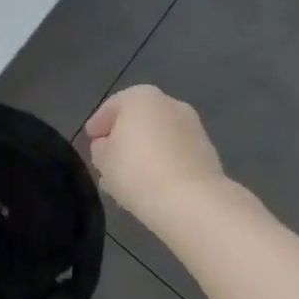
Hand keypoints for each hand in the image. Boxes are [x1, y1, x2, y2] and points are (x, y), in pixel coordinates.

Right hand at [84, 85, 231, 228]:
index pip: (110, 108)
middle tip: (110, 160)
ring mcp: (193, 127)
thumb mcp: (103, 159)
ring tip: (131, 178)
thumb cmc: (138, 170)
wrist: (194, 202)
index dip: (97, 126)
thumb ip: (100, 148)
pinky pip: (176, 154)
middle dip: (124, 138)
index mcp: (140, 97)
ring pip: (159, 137)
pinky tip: (152, 184)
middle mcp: (169, 103)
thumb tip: (108, 147)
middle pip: (137, 120)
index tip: (90, 143)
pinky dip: (164, 163)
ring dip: (145, 152)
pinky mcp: (208, 152)